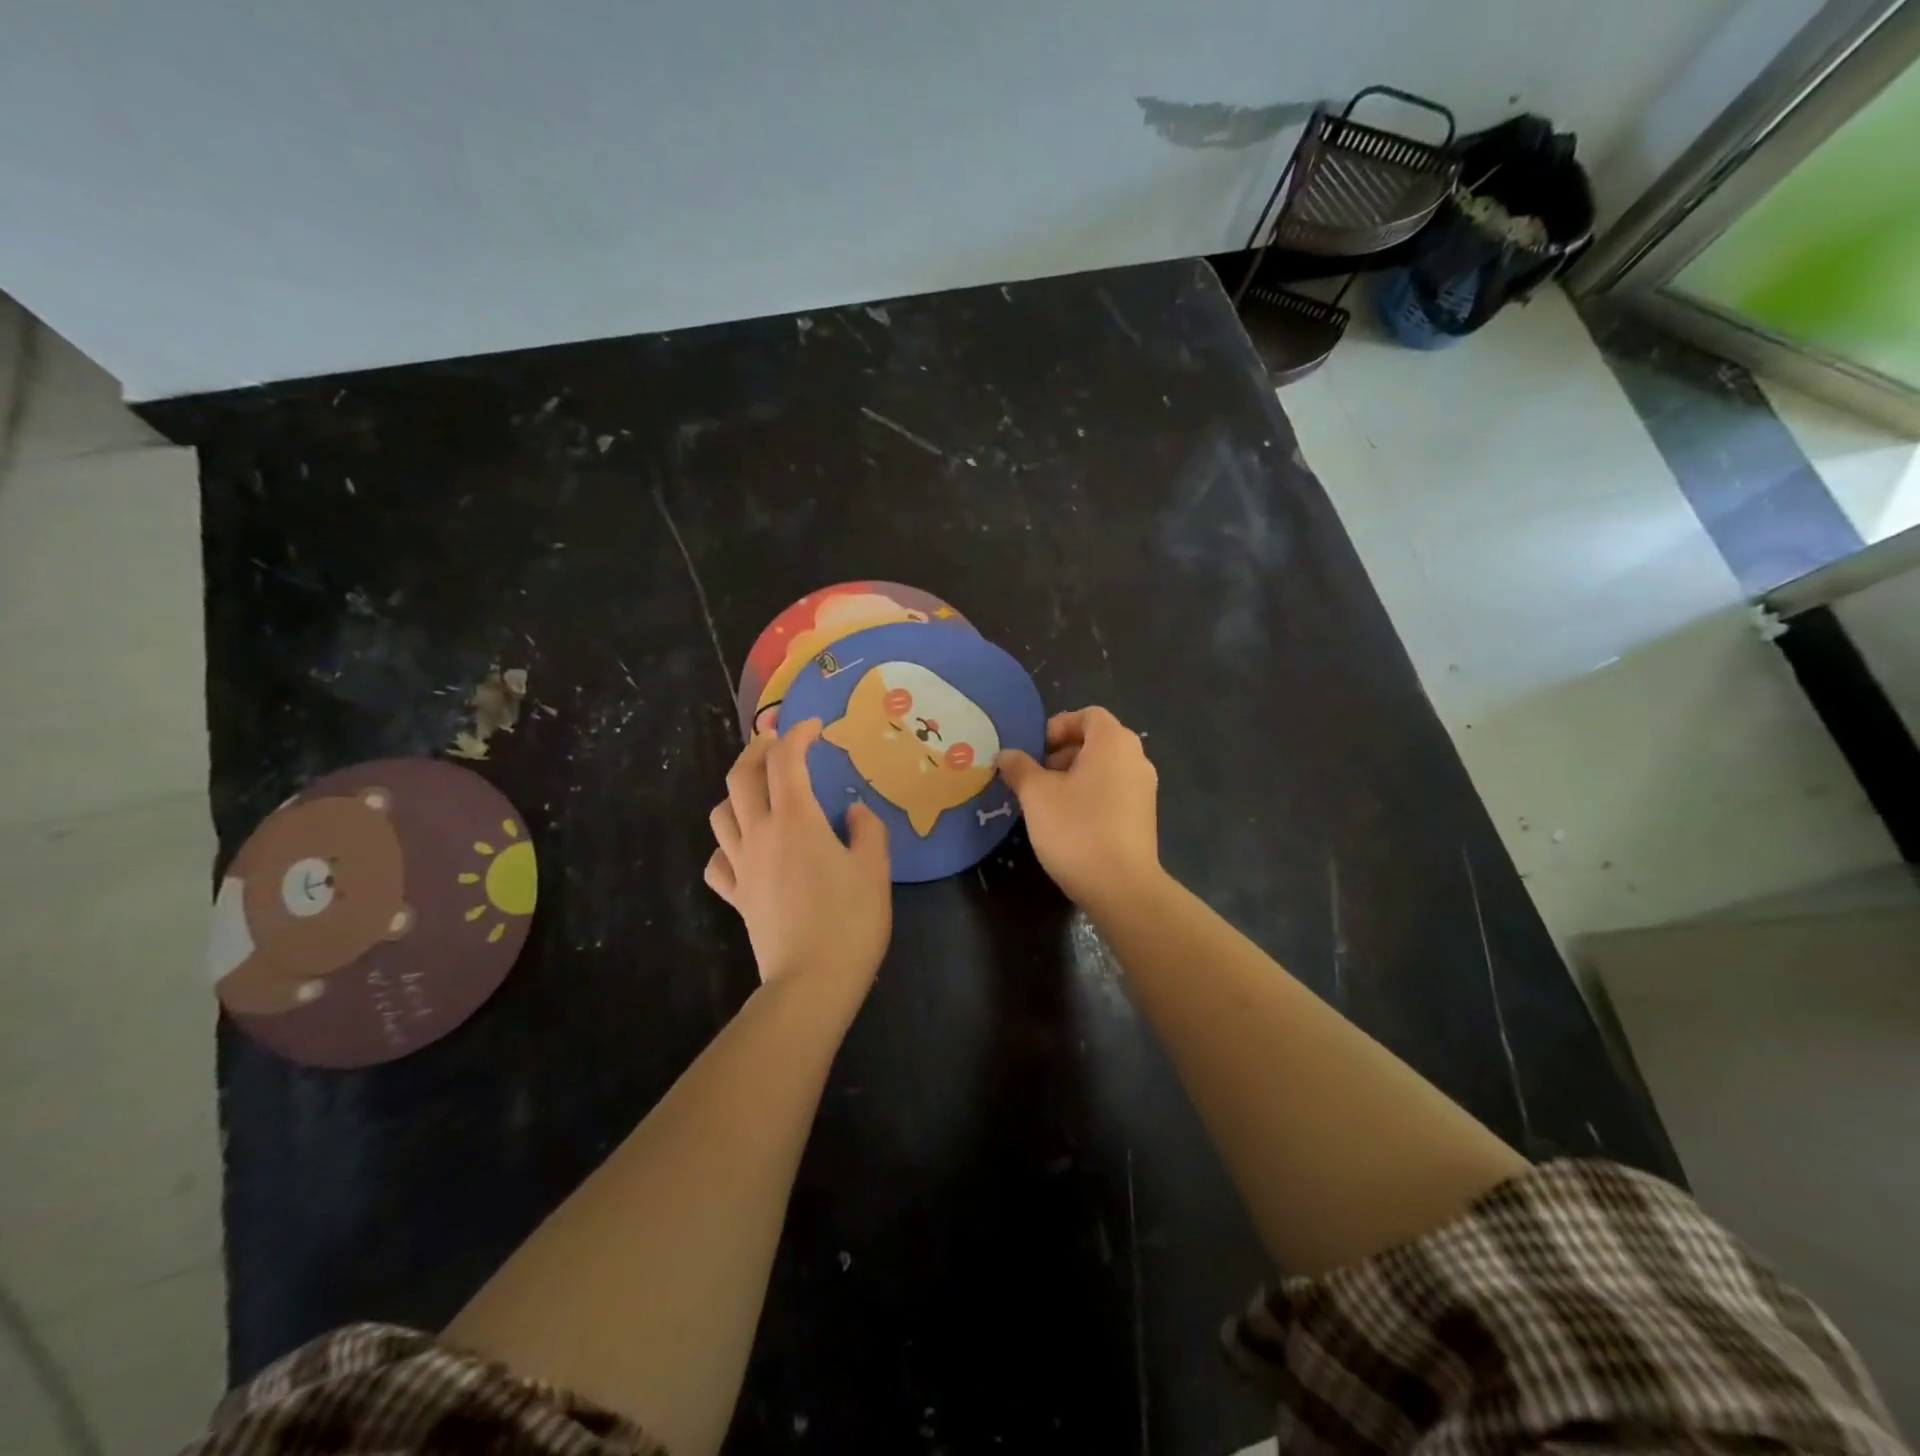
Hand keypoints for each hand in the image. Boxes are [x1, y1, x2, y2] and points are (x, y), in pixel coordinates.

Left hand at [705, 721, 891, 997]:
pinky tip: (745, 848)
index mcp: (796, 821)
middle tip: (777, 742)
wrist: (811, 983)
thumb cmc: (850, 922)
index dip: (797, 735)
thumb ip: (867, 830)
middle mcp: (760, 834)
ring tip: (759, 791)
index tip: (815, 727)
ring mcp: (741, 866)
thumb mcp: (875, 870)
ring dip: (737, 792)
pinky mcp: (736, 896)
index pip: (786, 761)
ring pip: (720, 813)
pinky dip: (727, 845)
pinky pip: (718, 860)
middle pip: (741, 777)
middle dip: (757, 750)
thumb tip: (853, 812)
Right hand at [996, 707, 1160, 911]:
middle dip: (1061, 754)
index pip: (1088, 715)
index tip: (1034, 751)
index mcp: (1114, 742)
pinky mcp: (1143, 817)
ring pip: (1103, 769)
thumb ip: (1019, 768)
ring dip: (1073, 777)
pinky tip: (1067, 823)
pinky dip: (1089, 796)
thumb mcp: (1036, 795)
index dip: (1057, 726)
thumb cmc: (1077, 828)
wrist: (1121, 887)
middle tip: (1034, 777)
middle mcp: (1136, 758)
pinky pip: (1112, 792)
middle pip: (1096, 741)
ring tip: (1045, 802)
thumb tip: (1007, 754)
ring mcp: (1143, 789)